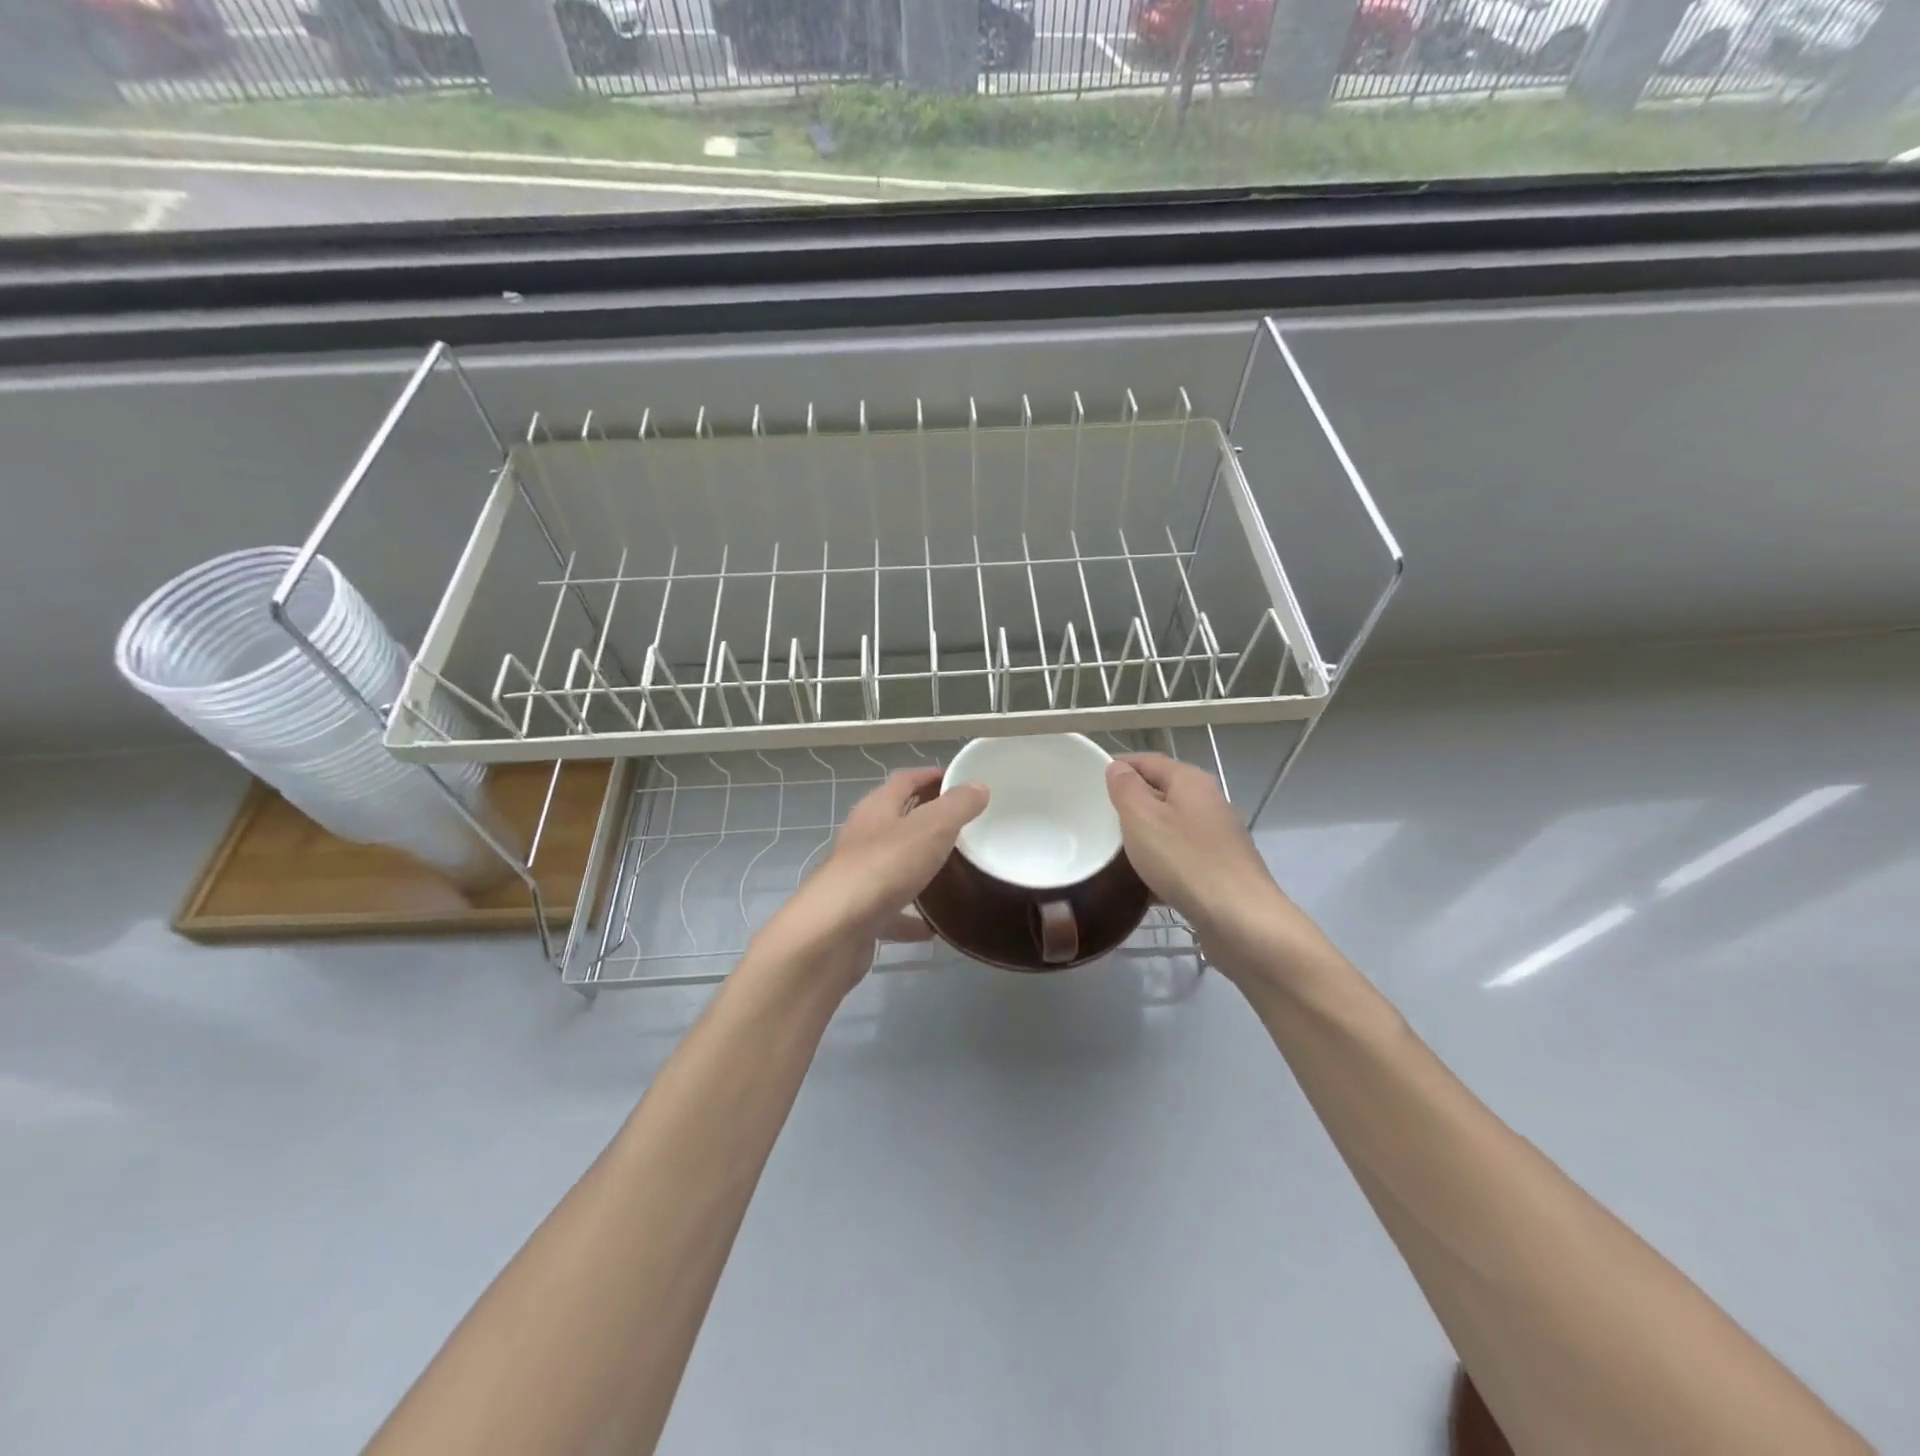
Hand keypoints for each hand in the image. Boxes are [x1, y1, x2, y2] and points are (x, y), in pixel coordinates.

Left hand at [748, 767, 988, 996]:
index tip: (961, 781)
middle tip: (966, 826)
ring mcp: (860, 877)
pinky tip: (934, 926)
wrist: (835, 932)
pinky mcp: (860, 913)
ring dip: (919, 867)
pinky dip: (912, 916)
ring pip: (894, 865)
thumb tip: (978, 786)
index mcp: (877, 809)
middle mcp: (863, 837)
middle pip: (898, 820)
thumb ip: (957, 806)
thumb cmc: (884, 867)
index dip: (931, 776)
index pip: (905, 780)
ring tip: (954, 872)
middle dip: (928, 820)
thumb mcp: (931, 828)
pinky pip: (892, 911)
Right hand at [1105, 753, 1297, 969]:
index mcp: (1191, 781)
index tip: (1090, 780)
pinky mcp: (1221, 869)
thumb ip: (1126, 789)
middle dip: (1130, 803)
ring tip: (1114, 851)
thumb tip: (1118, 768)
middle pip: (1162, 792)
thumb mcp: (1142, 818)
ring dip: (1145, 835)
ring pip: (1171, 827)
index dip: (1119, 766)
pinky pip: (1182, 856)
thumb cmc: (1185, 861)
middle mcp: (1209, 802)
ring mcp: (1219, 837)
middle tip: (1098, 818)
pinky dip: (1161, 863)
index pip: (1148, 761)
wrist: (1241, 920)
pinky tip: (1143, 883)